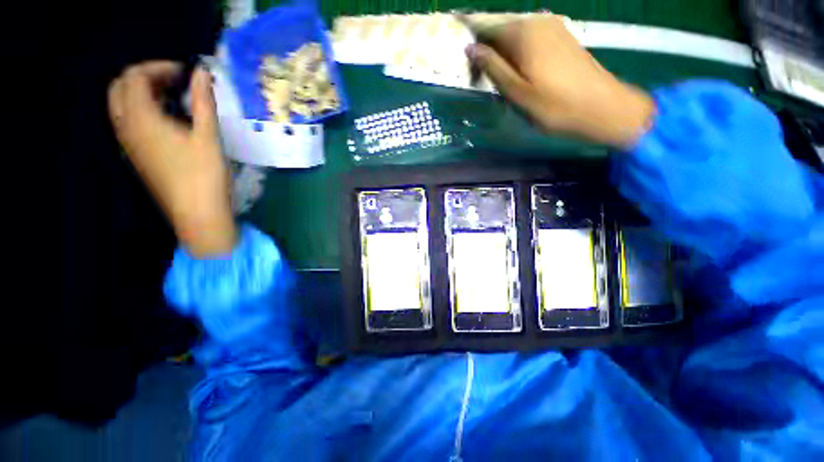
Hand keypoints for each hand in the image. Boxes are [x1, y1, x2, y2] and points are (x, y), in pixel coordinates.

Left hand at [109, 61, 236, 256]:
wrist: (197, 213)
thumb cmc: (204, 174)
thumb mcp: (208, 136)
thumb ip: (203, 101)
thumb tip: (202, 72)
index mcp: (140, 119)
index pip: (134, 77)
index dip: (158, 67)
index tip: (185, 73)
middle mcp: (126, 127)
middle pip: (120, 87)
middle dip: (145, 77)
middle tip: (175, 83)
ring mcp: (128, 143)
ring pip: (120, 105)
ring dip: (141, 93)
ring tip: (172, 99)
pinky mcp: (136, 156)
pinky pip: (127, 122)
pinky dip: (142, 110)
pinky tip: (167, 120)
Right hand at [463, 15, 653, 147]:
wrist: (602, 107)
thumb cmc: (555, 106)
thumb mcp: (517, 92)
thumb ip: (493, 68)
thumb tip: (471, 49)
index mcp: (523, 33)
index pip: (486, 26)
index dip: (470, 37)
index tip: (460, 54)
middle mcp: (537, 21)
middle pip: (501, 27)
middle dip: (485, 45)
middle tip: (475, 70)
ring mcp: (553, 26)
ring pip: (515, 32)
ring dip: (501, 49)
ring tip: (493, 73)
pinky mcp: (562, 36)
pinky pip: (530, 36)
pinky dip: (517, 49)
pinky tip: (515, 68)